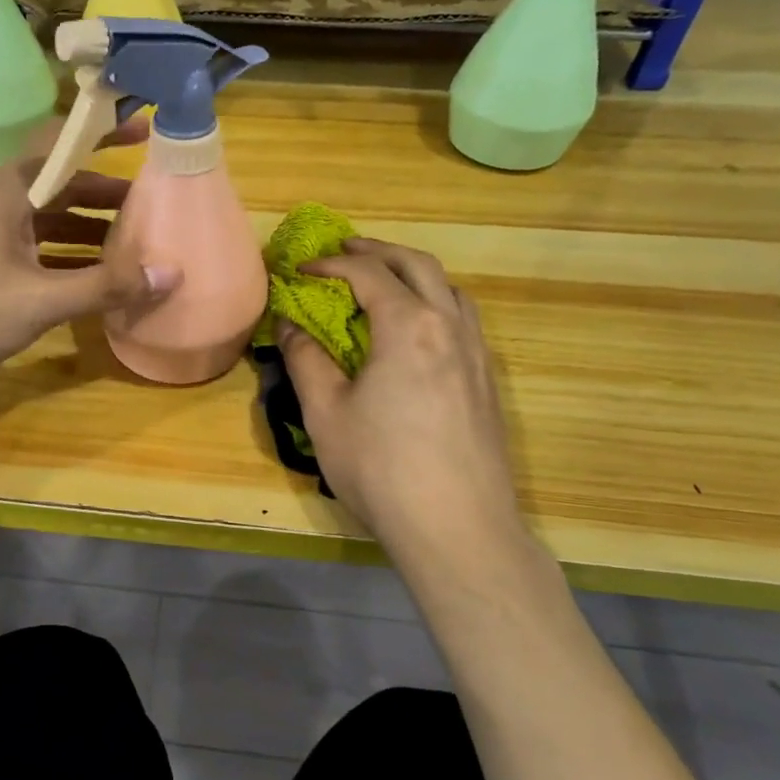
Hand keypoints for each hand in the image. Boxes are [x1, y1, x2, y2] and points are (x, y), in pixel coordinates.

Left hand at [0, 136, 179, 394]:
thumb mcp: (38, 300)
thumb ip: (103, 287)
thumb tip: (170, 273)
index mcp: (11, 191)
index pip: (64, 141)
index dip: (105, 132)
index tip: (146, 130)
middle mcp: (0, 204)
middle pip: (62, 186)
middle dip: (107, 195)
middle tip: (153, 207)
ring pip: (49, 222)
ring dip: (89, 231)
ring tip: (133, 247)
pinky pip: (36, 251)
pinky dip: (66, 259)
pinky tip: (90, 283)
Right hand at [276, 238, 526, 563]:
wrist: (458, 528)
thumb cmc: (381, 468)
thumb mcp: (326, 413)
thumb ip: (306, 360)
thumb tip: (291, 327)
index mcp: (409, 327)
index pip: (368, 274)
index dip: (331, 264)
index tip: (301, 269)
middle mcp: (450, 328)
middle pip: (419, 266)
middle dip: (378, 251)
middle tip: (345, 250)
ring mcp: (478, 355)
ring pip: (450, 290)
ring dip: (413, 274)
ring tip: (383, 283)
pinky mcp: (488, 383)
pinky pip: (463, 320)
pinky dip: (435, 303)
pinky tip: (417, 332)